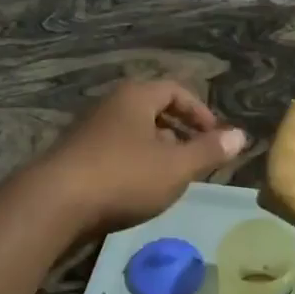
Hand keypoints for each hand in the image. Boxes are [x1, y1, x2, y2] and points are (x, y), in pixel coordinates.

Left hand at [31, 79, 245, 237]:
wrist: (53, 203)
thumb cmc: (123, 176)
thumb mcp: (176, 167)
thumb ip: (209, 151)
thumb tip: (241, 135)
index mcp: (136, 96)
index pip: (176, 90)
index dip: (200, 112)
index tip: (215, 137)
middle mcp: (110, 105)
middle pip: (152, 109)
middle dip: (179, 132)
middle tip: (195, 157)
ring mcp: (88, 130)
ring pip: (132, 132)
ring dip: (156, 150)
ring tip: (170, 178)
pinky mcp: (74, 156)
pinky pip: (113, 151)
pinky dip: (133, 164)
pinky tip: (136, 191)